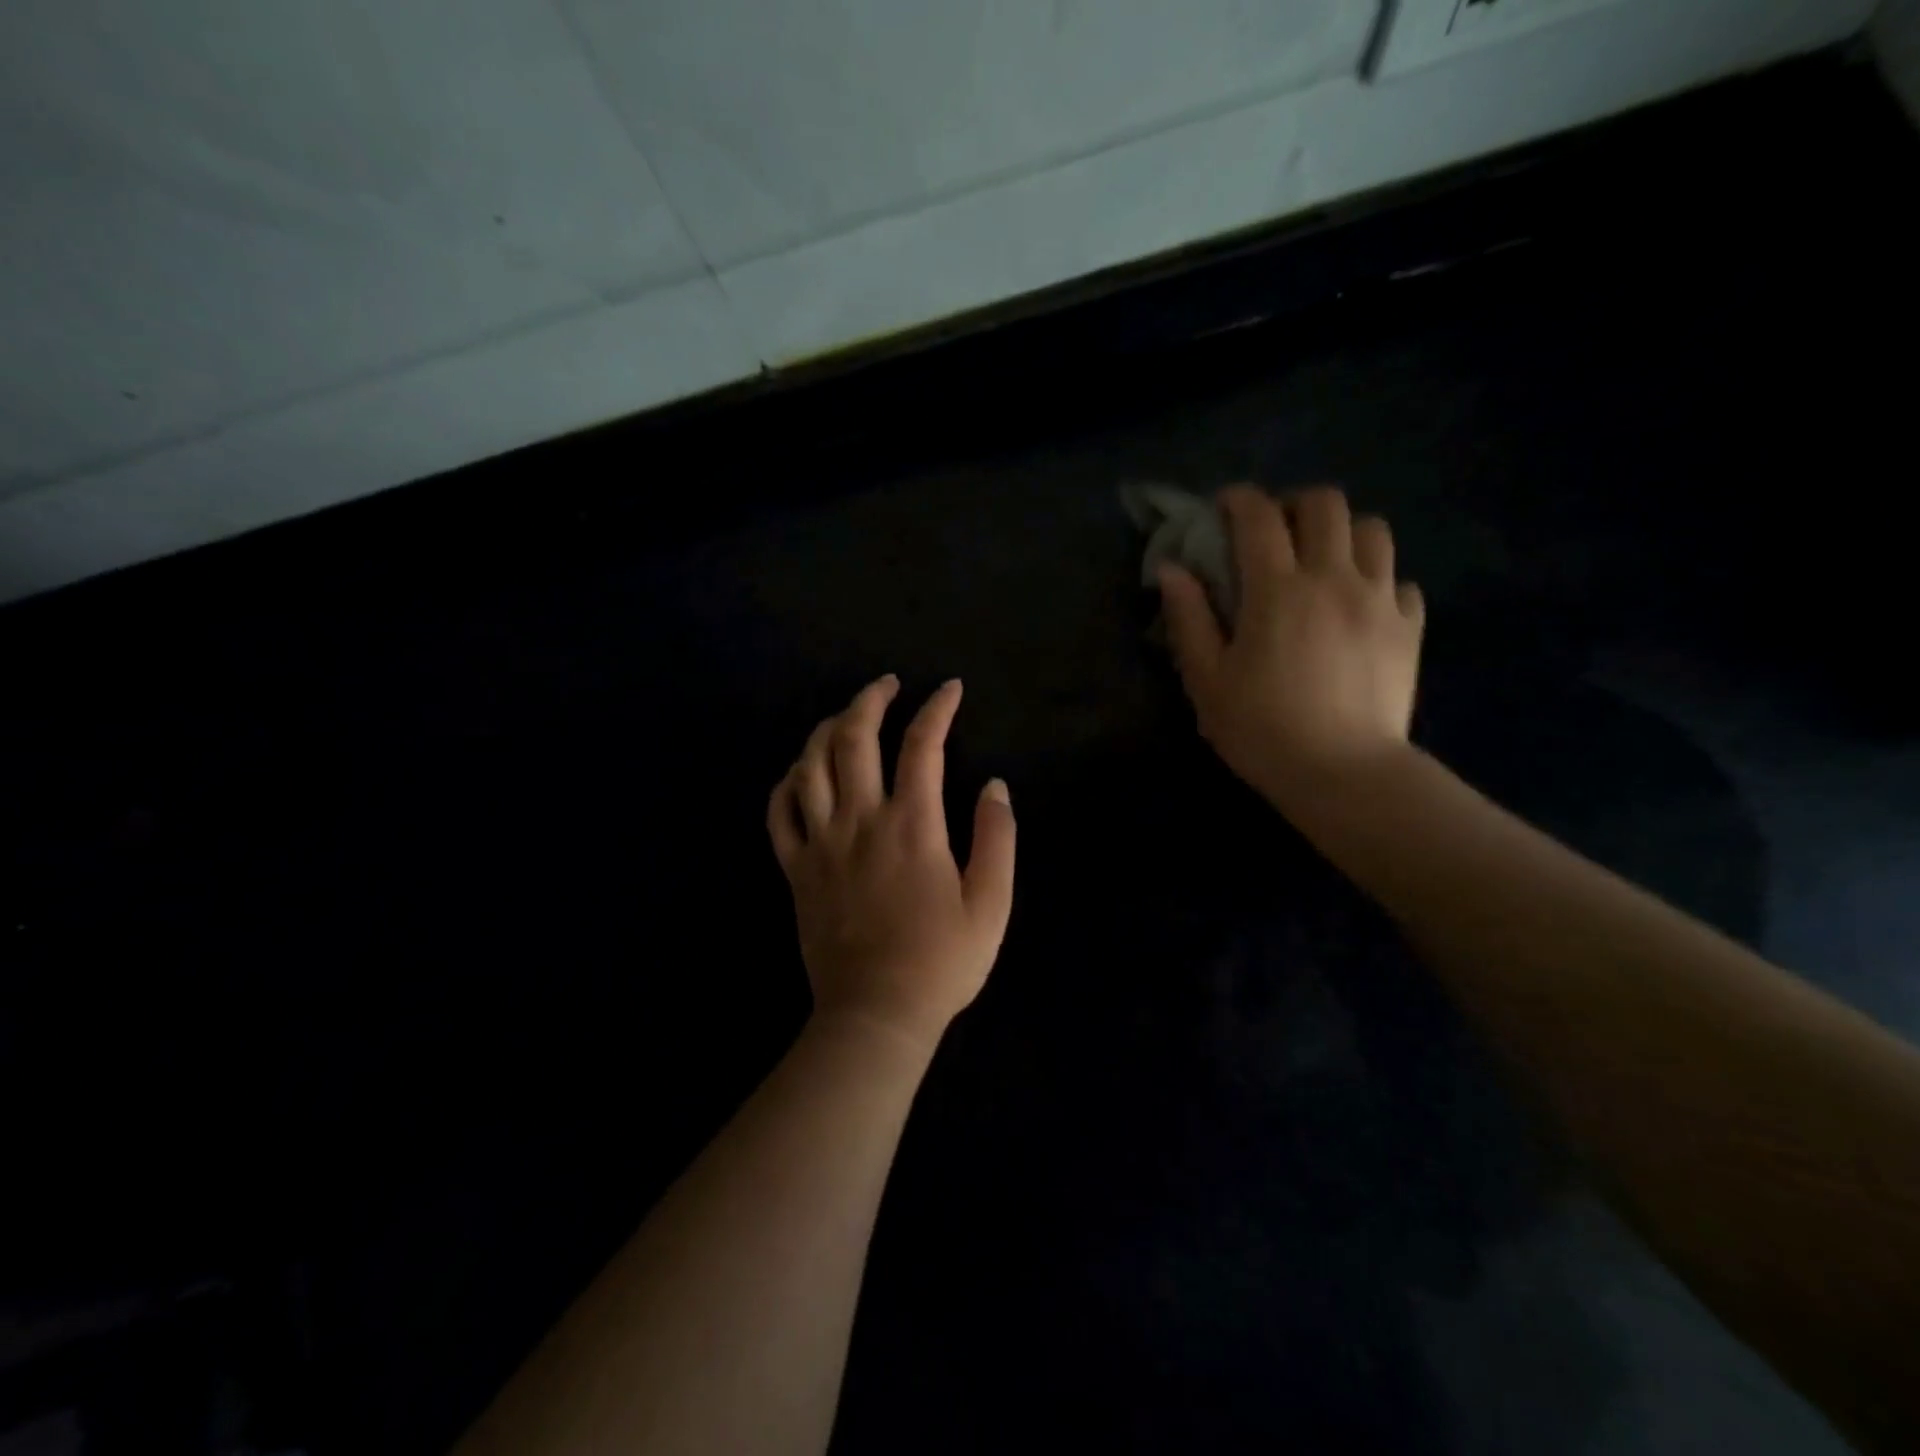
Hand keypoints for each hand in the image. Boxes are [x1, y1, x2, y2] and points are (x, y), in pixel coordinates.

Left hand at [767, 676, 1015, 1051]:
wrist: (876, 1013)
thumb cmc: (941, 961)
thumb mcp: (991, 904)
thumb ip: (997, 838)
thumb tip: (994, 786)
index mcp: (912, 825)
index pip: (923, 745)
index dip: (938, 708)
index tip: (950, 689)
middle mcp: (861, 820)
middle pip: (854, 738)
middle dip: (871, 699)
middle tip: (888, 684)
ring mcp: (821, 842)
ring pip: (810, 765)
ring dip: (826, 728)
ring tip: (844, 716)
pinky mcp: (795, 868)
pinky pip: (779, 812)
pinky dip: (787, 782)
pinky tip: (800, 772)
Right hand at [1157, 485, 1424, 808]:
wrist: (1343, 773)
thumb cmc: (1261, 729)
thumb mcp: (1207, 679)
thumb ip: (1188, 618)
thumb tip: (1172, 569)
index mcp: (1277, 589)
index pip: (1258, 517)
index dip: (1238, 500)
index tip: (1223, 509)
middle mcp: (1333, 578)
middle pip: (1326, 504)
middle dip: (1294, 505)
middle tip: (1274, 532)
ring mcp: (1379, 599)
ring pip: (1373, 530)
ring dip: (1342, 533)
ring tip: (1322, 562)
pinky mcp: (1408, 627)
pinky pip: (1399, 581)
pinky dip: (1377, 580)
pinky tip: (1358, 607)